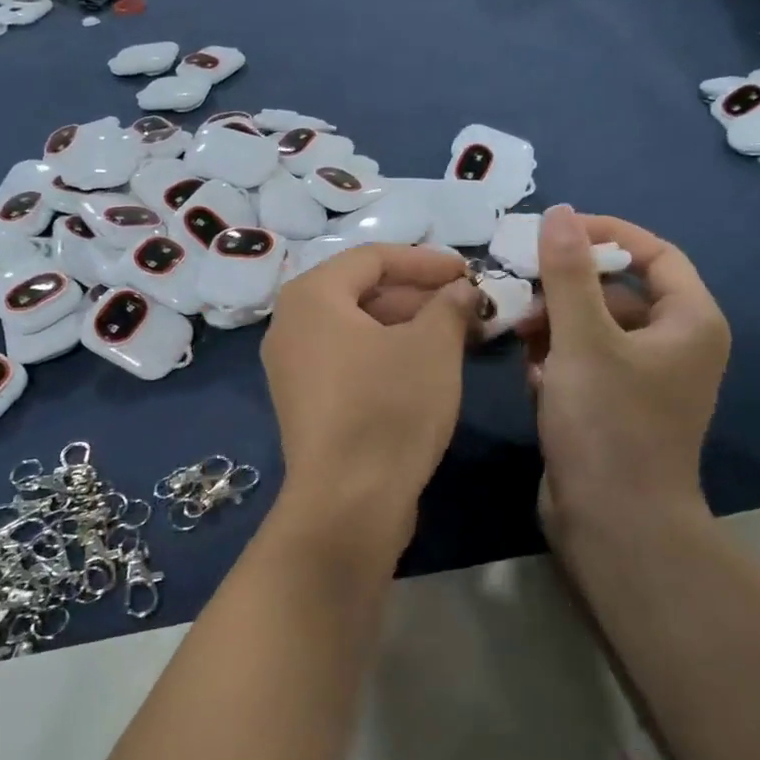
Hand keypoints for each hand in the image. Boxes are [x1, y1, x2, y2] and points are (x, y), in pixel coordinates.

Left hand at [262, 245, 477, 545]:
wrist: (349, 501)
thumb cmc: (389, 406)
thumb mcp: (433, 346)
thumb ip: (449, 305)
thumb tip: (460, 291)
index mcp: (312, 296)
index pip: (373, 258)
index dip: (426, 261)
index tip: (469, 272)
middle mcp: (291, 324)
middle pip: (362, 292)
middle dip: (420, 296)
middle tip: (468, 307)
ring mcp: (293, 367)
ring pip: (359, 329)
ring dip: (409, 326)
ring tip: (458, 336)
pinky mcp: (307, 403)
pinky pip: (350, 360)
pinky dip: (388, 355)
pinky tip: (428, 369)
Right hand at [516, 207, 729, 541]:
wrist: (613, 525)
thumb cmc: (607, 424)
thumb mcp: (583, 339)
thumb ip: (568, 273)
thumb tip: (560, 212)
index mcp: (689, 322)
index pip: (655, 254)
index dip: (607, 234)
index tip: (556, 230)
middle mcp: (675, 346)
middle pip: (618, 292)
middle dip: (567, 289)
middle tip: (521, 290)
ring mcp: (644, 381)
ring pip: (594, 330)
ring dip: (555, 327)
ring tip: (519, 336)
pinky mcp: (615, 408)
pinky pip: (585, 365)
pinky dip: (557, 363)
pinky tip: (533, 380)